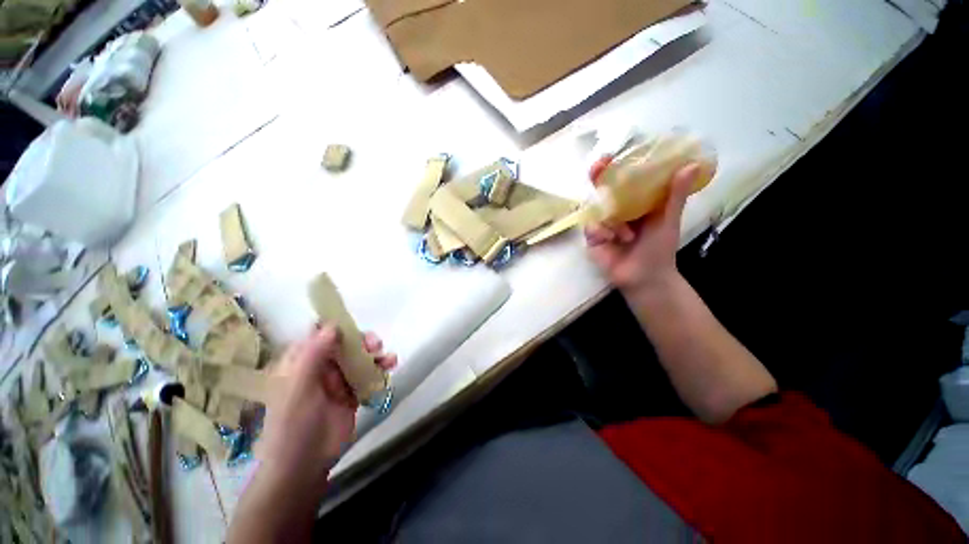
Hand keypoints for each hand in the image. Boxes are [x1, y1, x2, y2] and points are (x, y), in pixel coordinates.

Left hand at [258, 324, 396, 490]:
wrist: (304, 465)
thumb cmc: (293, 424)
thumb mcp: (297, 388)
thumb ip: (313, 355)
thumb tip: (332, 325)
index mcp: (300, 362)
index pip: (317, 335)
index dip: (334, 325)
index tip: (352, 324)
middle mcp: (320, 367)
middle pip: (344, 343)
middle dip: (362, 340)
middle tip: (375, 344)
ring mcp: (337, 380)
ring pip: (359, 357)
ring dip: (375, 353)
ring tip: (388, 358)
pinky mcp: (352, 392)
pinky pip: (368, 373)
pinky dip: (380, 368)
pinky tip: (390, 366)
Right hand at [585, 163, 699, 292]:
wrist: (645, 277)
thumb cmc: (659, 249)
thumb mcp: (668, 219)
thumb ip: (675, 195)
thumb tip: (691, 164)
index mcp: (634, 202)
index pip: (622, 180)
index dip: (614, 166)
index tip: (611, 154)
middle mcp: (616, 210)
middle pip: (601, 189)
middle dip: (597, 178)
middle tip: (598, 167)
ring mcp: (602, 224)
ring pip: (595, 210)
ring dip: (610, 221)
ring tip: (626, 236)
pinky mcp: (592, 238)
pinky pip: (590, 228)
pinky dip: (601, 233)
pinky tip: (612, 241)